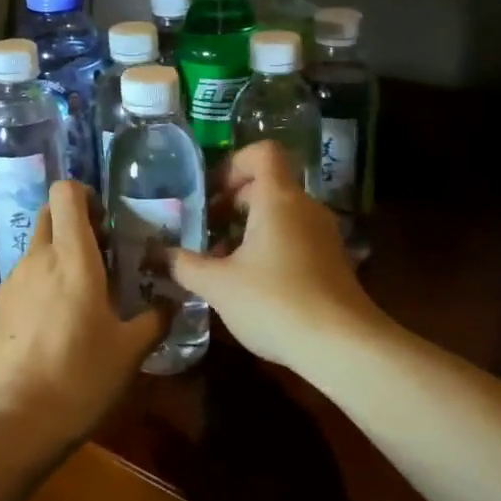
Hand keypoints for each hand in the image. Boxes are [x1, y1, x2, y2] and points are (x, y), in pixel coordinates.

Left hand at [0, 181, 167, 455]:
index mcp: (72, 257)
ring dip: (58, 255)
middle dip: (73, 221)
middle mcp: (38, 258)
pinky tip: (56, 324)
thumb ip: (155, 320)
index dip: (85, 194)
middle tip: (101, 253)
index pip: (66, 192)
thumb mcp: (129, 352)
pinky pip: (23, 278)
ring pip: (36, 247)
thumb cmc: (78, 378)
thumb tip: (173, 302)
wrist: (10, 422)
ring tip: (83, 295)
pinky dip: (42, 283)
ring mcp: (12, 281)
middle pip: (49, 213)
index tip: (106, 220)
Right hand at [172, 141, 384, 372]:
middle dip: (233, 202)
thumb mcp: (219, 285)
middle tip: (205, 230)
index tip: (211, 194)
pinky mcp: (333, 262)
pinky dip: (270, 247)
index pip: (262, 153)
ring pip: (281, 214)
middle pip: (268, 185)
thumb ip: (185, 265)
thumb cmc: (275, 301)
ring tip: (222, 261)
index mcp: (278, 198)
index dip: (233, 164)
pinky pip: (295, 237)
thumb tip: (157, 254)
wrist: (343, 347)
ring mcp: (323, 234)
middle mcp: (304, 207)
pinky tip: (251, 283)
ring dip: (249, 228)